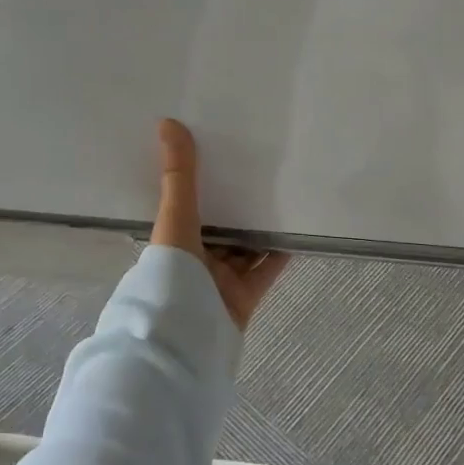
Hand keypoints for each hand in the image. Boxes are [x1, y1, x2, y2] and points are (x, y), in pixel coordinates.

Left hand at [151, 118, 289, 329]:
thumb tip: (167, 122)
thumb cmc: (171, 275)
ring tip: (282, 195)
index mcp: (171, 243)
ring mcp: (218, 283)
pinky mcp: (243, 300)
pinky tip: (296, 232)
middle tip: (259, 172)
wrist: (184, 341)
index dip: (201, 186)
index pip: (186, 209)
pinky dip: (279, 255)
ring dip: (258, 229)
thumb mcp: (175, 218)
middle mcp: (193, 262)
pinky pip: (264, 272)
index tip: (219, 157)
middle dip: (234, 206)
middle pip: (217, 229)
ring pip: (242, 250)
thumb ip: (178, 175)